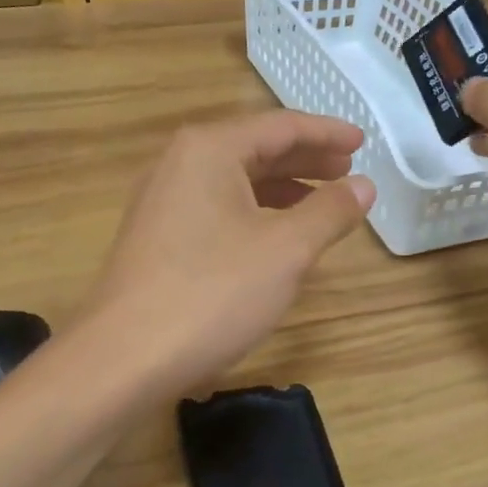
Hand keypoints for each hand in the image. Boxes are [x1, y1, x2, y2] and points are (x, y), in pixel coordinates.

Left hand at [88, 111, 375, 394]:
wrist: (124, 359)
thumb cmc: (212, 294)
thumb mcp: (286, 251)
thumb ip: (329, 212)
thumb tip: (363, 186)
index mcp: (209, 150)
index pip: (280, 127)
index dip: (327, 133)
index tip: (363, 143)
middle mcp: (179, 164)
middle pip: (254, 149)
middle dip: (305, 160)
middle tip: (347, 172)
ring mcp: (161, 203)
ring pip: (234, 182)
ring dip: (281, 190)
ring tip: (320, 204)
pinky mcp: (156, 239)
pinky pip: (216, 210)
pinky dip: (254, 215)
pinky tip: (275, 239)